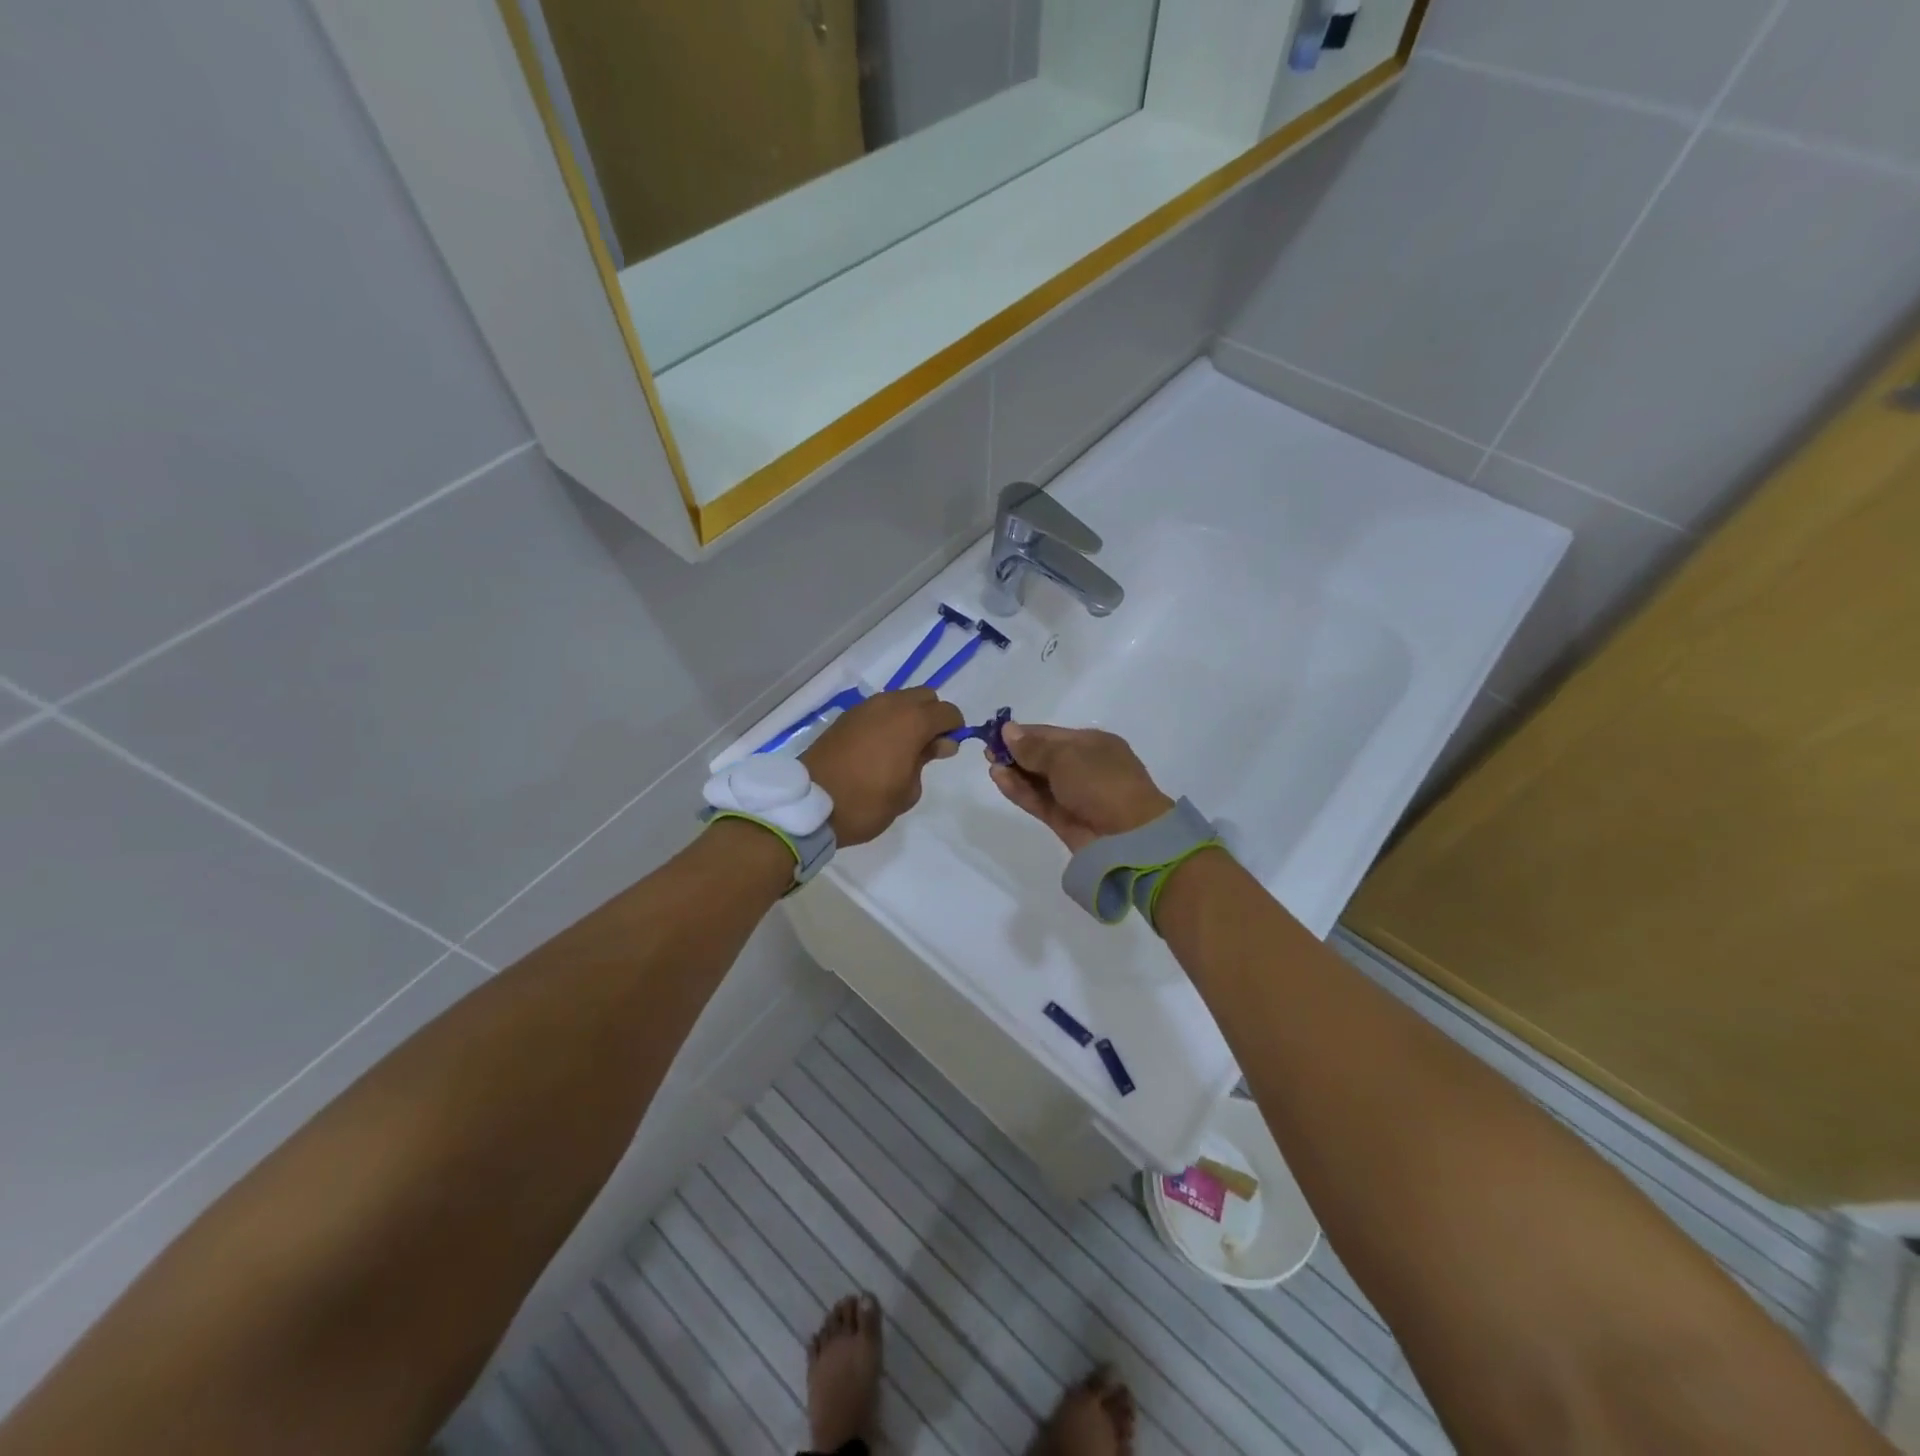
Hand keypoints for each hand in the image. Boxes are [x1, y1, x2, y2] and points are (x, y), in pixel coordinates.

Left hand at [802, 688, 962, 846]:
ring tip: (900, 750)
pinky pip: (877, 710)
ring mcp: (864, 708)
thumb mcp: (908, 791)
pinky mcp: (846, 717)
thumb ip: (927, 760)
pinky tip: (878, 749)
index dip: (954, 729)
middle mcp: (889, 705)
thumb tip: (938, 743)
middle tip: (926, 748)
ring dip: (908, 717)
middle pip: (924, 696)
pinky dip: (885, 722)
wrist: (810, 805)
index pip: (947, 712)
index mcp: (911, 722)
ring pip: (899, 700)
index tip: (946, 751)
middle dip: (932, 716)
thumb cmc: (867, 803)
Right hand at [989, 723, 1173, 851]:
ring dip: (1015, 772)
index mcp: (1093, 744)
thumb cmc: (1101, 783)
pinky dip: (1019, 790)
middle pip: (1043, 757)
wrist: (1128, 837)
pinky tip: (999, 779)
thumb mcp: (1066, 756)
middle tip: (987, 751)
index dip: (1023, 733)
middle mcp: (1083, 767)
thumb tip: (1008, 730)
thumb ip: (1033, 747)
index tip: (995, 733)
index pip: (1051, 734)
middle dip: (1016, 753)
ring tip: (991, 764)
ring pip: (1038, 780)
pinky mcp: (1064, 819)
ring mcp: (1074, 795)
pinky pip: (1037, 800)